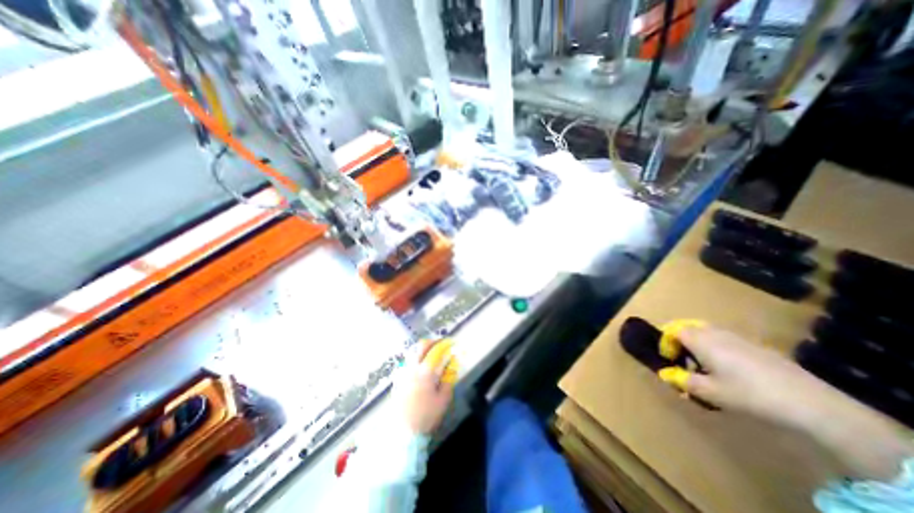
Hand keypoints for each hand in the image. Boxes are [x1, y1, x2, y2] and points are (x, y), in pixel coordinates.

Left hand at [401, 339, 456, 434]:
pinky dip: (415, 357)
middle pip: (421, 346)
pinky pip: (406, 361)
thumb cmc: (426, 416)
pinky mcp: (397, 379)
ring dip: (422, 348)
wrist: (403, 433)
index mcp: (426, 371)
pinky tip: (419, 365)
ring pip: (412, 352)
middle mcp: (412, 367)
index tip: (452, 343)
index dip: (445, 344)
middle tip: (441, 343)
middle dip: (432, 341)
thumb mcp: (443, 399)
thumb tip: (451, 365)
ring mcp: (403, 372)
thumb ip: (448, 379)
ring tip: (431, 352)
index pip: (436, 350)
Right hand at [661, 324, 845, 428]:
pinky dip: (717, 350)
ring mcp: (738, 338)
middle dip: (680, 342)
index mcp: (700, 340)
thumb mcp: (709, 392)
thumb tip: (666, 374)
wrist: (810, 403)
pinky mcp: (757, 347)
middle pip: (689, 328)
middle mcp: (715, 333)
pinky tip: (730, 373)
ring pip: (708, 333)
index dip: (666, 343)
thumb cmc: (748, 394)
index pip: (673, 331)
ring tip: (704, 368)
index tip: (668, 360)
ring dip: (698, 346)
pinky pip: (725, 341)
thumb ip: (683, 380)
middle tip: (682, 361)